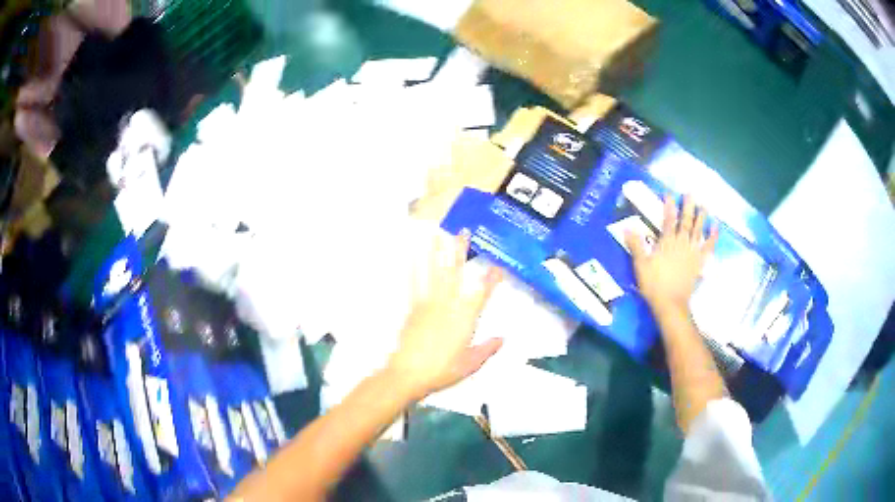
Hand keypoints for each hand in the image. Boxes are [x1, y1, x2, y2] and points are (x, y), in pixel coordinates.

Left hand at [386, 231, 503, 399]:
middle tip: (464, 231)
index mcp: (465, 318)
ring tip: (436, 234)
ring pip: (433, 273)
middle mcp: (447, 305)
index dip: (491, 278)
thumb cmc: (443, 370)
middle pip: (455, 273)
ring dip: (435, 252)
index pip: (482, 292)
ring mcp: (427, 304)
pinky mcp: (413, 308)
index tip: (499, 265)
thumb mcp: (471, 364)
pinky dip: (413, 268)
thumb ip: (487, 349)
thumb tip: (502, 338)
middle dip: (461, 251)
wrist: (408, 373)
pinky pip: (414, 284)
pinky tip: (411, 256)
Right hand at [625, 195, 717, 316]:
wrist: (671, 303)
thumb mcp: (640, 265)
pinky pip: (708, 247)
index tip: (669, 193)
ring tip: (704, 205)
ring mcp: (692, 252)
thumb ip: (636, 245)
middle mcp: (681, 243)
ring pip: (698, 230)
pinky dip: (713, 237)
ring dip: (701, 217)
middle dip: (688, 206)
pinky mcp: (699, 262)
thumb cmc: (654, 285)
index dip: (669, 206)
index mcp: (667, 242)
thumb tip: (628, 227)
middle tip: (690, 193)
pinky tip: (716, 228)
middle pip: (686, 221)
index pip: (668, 219)